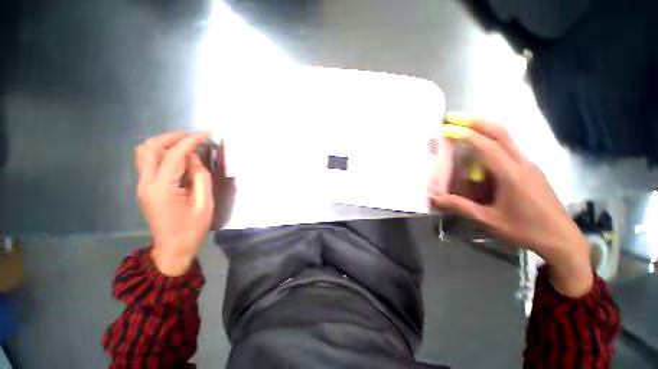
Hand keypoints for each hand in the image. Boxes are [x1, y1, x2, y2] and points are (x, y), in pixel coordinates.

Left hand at [135, 131, 220, 275]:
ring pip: (145, 152)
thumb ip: (200, 177)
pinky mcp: (145, 189)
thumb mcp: (204, 203)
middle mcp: (146, 183)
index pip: (174, 154)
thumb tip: (194, 158)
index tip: (207, 133)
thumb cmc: (192, 229)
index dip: (191, 141)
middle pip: (152, 148)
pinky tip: (177, 157)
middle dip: (174, 137)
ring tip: (185, 143)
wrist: (173, 249)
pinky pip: (148, 162)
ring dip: (164, 143)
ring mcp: (142, 185)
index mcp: (162, 188)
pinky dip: (162, 153)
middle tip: (194, 136)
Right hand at [432, 119, 592, 296]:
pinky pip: (509, 150)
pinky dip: (492, 143)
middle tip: (455, 117)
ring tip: (464, 130)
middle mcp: (522, 163)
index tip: (446, 128)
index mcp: (512, 175)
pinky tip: (480, 154)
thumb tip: (434, 198)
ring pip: (507, 139)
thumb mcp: (489, 221)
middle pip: (501, 133)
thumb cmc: (525, 230)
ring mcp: (530, 165)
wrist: (562, 239)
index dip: (465, 135)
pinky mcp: (532, 170)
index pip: (485, 147)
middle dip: (476, 121)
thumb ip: (460, 207)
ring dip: (484, 130)